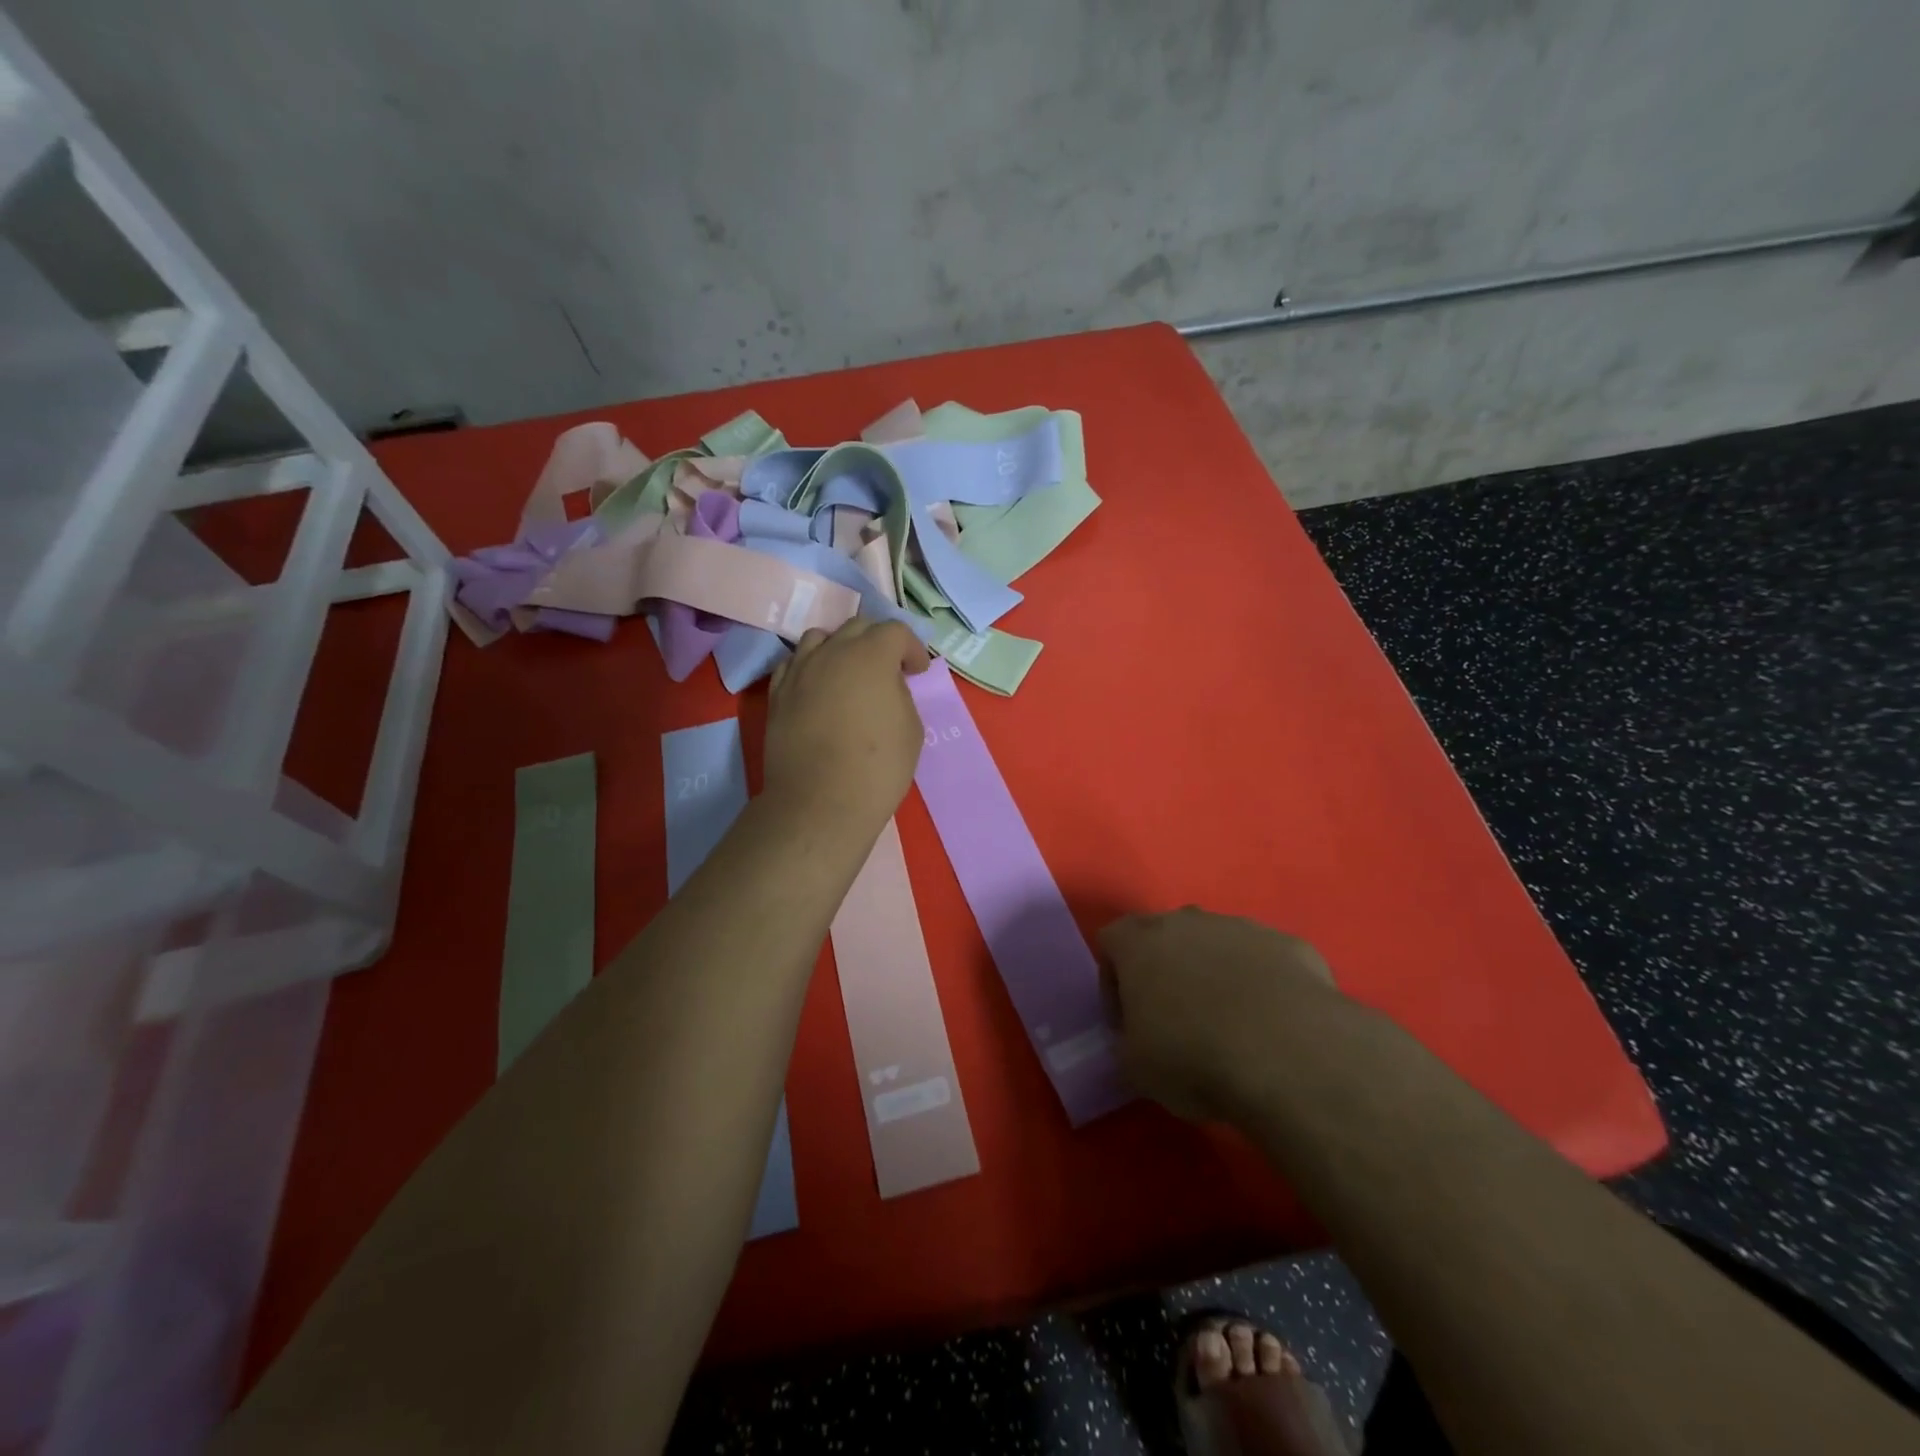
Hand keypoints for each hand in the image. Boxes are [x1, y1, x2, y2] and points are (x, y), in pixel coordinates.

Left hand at [764, 617, 928, 839]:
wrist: (820, 801)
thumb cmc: (878, 766)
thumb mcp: (911, 728)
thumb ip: (900, 694)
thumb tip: (886, 686)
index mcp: (871, 655)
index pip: (895, 630)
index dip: (911, 647)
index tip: (917, 671)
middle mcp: (832, 652)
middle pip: (856, 627)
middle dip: (877, 642)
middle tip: (888, 670)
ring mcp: (799, 670)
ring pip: (819, 638)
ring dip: (839, 648)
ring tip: (847, 673)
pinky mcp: (777, 693)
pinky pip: (794, 664)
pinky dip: (811, 666)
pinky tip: (818, 687)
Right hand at [1098, 908, 1344, 1122]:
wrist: (1290, 1056)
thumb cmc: (1194, 1058)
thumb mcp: (1136, 1068)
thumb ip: (1128, 1042)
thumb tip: (1140, 1040)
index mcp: (1140, 941)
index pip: (1111, 942)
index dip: (1114, 983)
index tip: (1129, 1023)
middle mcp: (1188, 920)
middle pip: (1167, 936)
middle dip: (1168, 971)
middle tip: (1178, 1021)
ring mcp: (1242, 927)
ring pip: (1218, 944)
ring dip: (1217, 974)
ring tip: (1233, 1026)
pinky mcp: (1290, 944)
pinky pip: (1266, 960)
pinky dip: (1265, 984)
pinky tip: (1275, 1025)